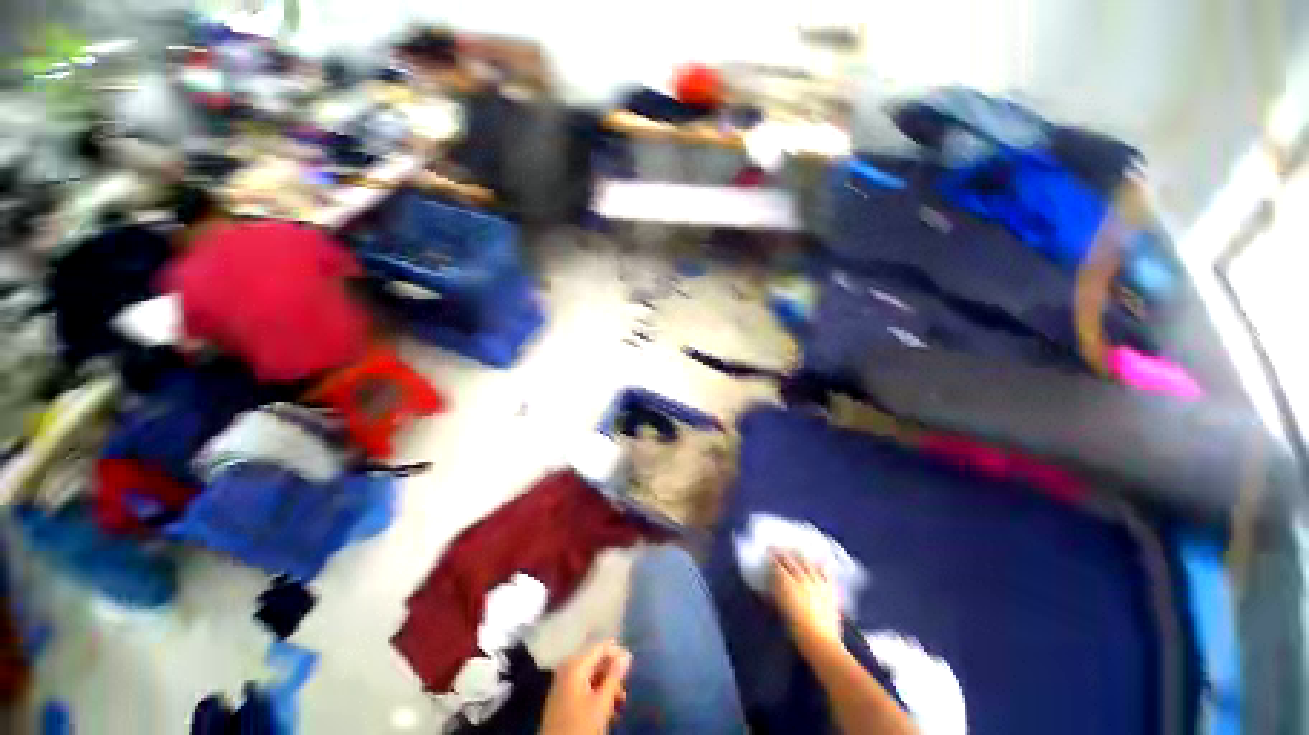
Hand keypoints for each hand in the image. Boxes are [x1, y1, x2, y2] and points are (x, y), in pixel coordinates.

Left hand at [539, 640, 631, 734]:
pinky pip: (583, 686)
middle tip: (624, 689)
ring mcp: (562, 683)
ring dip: (606, 686)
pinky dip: (596, 694)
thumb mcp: (602, 703)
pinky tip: (605, 709)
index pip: (601, 647)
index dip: (618, 653)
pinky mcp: (561, 697)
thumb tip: (626, 656)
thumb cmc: (580, 726)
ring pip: (590, 676)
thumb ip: (614, 677)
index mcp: (575, 665)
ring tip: (619, 703)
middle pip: (595, 661)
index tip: (631, 666)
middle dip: (612, 674)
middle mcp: (567, 668)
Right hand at [770, 551, 842, 653]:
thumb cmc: (795, 630)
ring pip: (807, 563)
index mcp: (786, 583)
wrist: (821, 643)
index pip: (777, 566)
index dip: (772, 558)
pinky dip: (823, 566)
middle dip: (783, 553)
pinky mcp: (830, 589)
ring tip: (797, 551)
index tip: (768, 552)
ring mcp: (817, 582)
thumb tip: (772, 584)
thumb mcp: (780, 610)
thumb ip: (776, 594)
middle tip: (777, 548)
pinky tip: (821, 560)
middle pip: (790, 561)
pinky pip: (827, 573)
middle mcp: (801, 578)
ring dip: (800, 556)